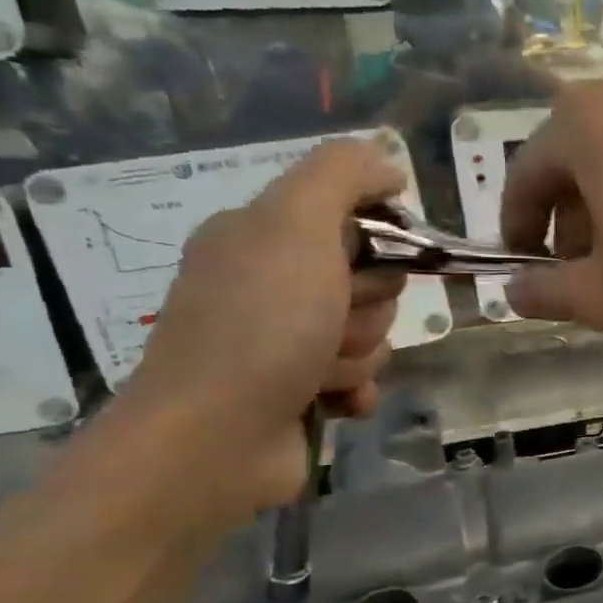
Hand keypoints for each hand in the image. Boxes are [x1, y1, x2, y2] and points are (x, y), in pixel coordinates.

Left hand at [118, 139, 407, 517]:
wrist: (214, 439)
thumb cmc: (260, 325)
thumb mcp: (297, 226)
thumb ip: (342, 175)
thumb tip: (388, 163)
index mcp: (262, 236)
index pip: (356, 220)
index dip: (380, 242)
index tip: (375, 262)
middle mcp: (270, 284)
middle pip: (371, 282)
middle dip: (368, 308)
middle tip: (331, 323)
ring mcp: (282, 342)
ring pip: (370, 334)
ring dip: (358, 355)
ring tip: (319, 373)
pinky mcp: (298, 391)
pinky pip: (360, 379)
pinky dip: (354, 390)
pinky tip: (332, 402)